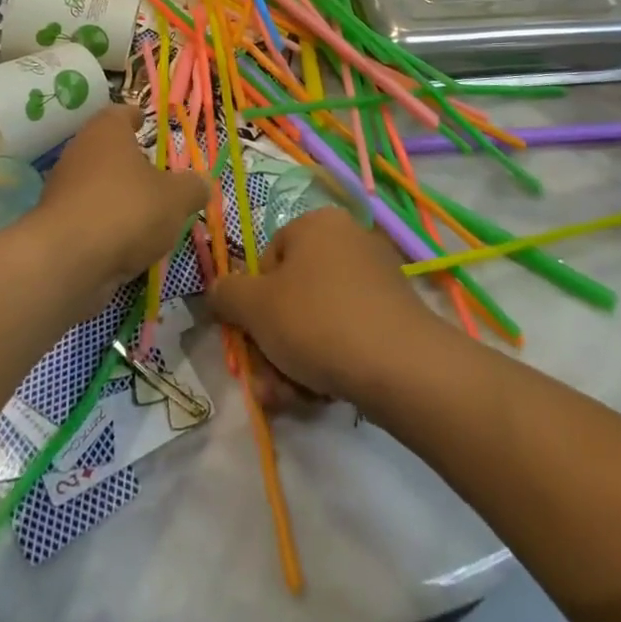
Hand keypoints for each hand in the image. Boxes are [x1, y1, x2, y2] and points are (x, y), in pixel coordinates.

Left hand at [31, 105, 208, 301]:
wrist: (67, 261)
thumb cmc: (127, 210)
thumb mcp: (176, 198)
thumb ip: (193, 188)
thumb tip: (203, 183)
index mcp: (106, 132)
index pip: (120, 114)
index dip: (134, 117)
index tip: (144, 121)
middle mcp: (79, 153)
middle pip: (106, 150)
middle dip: (129, 161)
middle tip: (155, 172)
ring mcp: (63, 189)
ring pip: (96, 184)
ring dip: (118, 195)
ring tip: (147, 213)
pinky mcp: (56, 225)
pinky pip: (88, 217)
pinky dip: (106, 224)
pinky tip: (126, 242)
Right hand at [207, 207, 445, 408]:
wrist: (400, 365)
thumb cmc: (317, 321)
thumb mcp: (254, 307)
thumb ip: (226, 293)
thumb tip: (220, 292)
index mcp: (316, 224)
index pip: (268, 259)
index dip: (254, 302)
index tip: (253, 336)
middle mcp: (349, 240)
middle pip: (293, 295)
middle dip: (273, 343)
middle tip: (267, 380)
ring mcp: (376, 278)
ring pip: (317, 320)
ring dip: (294, 361)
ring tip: (290, 398)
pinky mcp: (395, 314)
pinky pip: (348, 333)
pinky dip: (329, 362)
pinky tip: (321, 395)